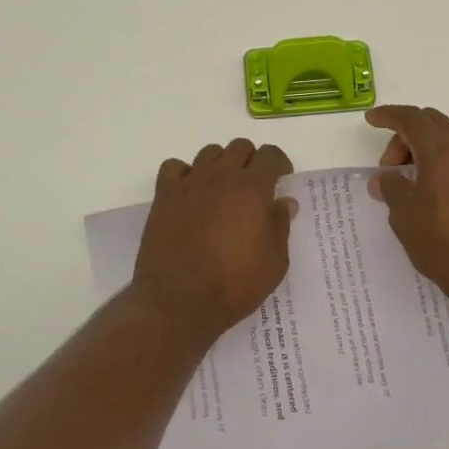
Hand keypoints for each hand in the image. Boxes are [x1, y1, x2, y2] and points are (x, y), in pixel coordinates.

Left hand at [132, 138, 294, 347]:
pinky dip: (185, 173)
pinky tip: (190, 192)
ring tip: (222, 188)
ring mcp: (190, 184)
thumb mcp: (274, 262)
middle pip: (239, 147)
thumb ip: (280, 225)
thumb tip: (284, 202)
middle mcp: (221, 176)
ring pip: (209, 153)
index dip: (280, 162)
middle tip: (254, 186)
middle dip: (251, 160)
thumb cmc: (234, 284)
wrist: (179, 301)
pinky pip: (174, 167)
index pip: (270, 155)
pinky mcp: (164, 196)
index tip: (282, 178)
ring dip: (221, 164)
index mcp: (252, 188)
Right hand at [368, 106, 448, 308]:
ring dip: (432, 145)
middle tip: (392, 169)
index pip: (410, 118)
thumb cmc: (446, 245)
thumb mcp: (405, 217)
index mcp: (441, 149)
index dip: (388, 115)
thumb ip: (391, 188)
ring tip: (422, 176)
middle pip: (431, 123)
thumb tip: (384, 178)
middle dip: (406, 139)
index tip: (372, 120)